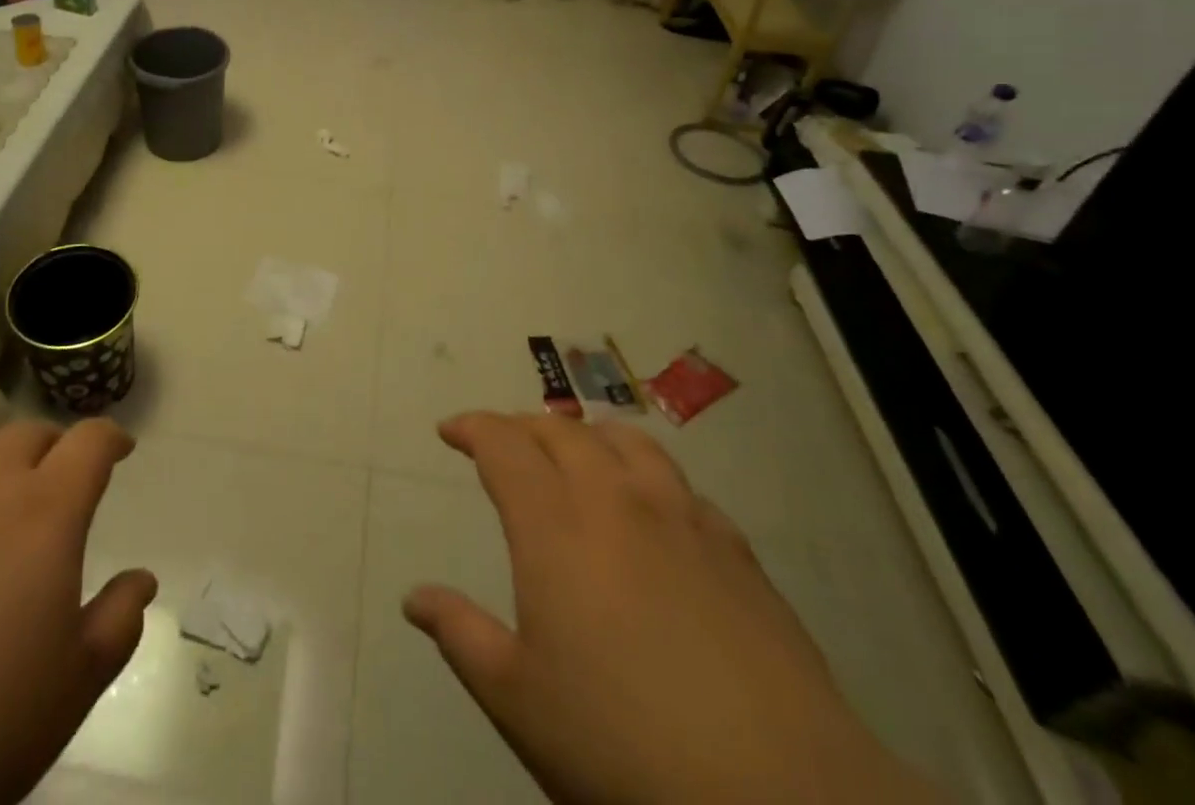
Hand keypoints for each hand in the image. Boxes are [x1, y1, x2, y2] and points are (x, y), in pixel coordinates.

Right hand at [404, 412, 941, 804]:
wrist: (780, 797)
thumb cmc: (624, 746)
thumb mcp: (520, 701)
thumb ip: (461, 636)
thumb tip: (414, 598)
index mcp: (554, 525)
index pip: (503, 445)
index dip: (472, 427)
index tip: (451, 431)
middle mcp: (614, 500)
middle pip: (562, 432)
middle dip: (523, 427)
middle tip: (503, 444)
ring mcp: (681, 519)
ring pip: (627, 442)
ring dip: (589, 437)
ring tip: (575, 455)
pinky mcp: (737, 552)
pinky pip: (682, 487)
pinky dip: (650, 478)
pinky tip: (654, 513)